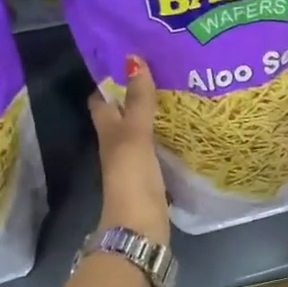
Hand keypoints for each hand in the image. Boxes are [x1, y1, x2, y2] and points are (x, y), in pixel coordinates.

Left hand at [89, 55, 169, 244]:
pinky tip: (185, 128)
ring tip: (180, 91)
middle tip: (164, 69)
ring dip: (155, 114)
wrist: (139, 229)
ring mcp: (134, 163)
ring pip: (142, 131)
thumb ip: (138, 100)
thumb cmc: (131, 178)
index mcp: (108, 132)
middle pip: (123, 114)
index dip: (110, 79)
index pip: (102, 100)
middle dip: (138, 93)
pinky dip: (167, 136)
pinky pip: (158, 149)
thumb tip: (133, 58)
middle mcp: (118, 145)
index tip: (130, 57)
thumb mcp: (135, 134)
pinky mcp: (152, 178)